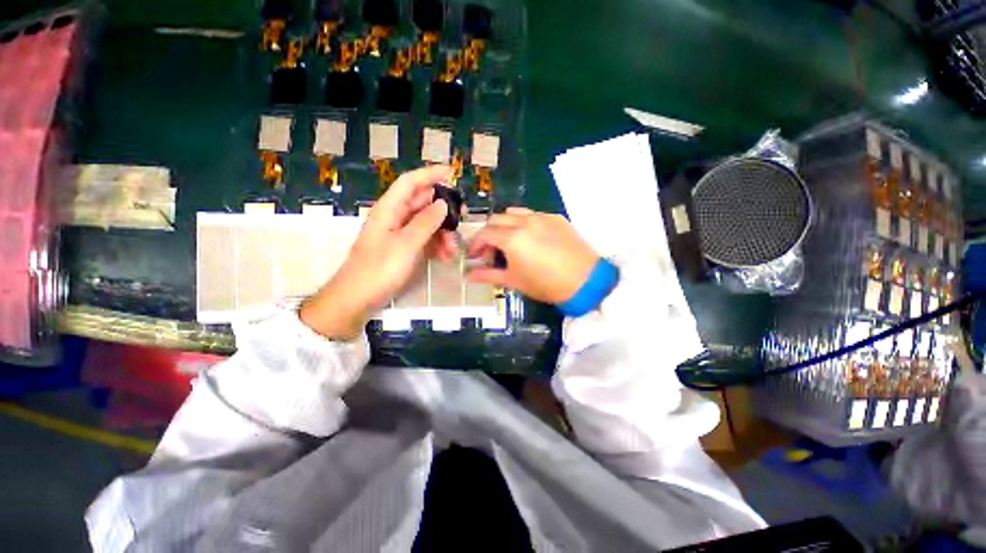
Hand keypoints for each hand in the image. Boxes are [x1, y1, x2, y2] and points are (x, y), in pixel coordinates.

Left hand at [301, 165, 458, 339]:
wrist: (358, 298)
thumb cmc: (380, 268)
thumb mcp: (406, 244)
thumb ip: (426, 222)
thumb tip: (442, 203)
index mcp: (389, 209)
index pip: (410, 183)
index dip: (430, 174)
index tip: (451, 172)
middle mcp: (395, 217)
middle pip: (422, 203)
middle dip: (443, 210)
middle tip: (463, 217)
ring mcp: (400, 234)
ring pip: (427, 224)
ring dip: (442, 233)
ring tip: (452, 250)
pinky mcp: (404, 249)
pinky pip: (425, 240)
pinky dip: (436, 246)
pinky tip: (445, 257)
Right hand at [466, 208, 599, 303]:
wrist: (586, 281)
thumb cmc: (546, 284)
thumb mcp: (514, 281)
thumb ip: (488, 275)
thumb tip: (468, 276)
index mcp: (512, 238)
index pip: (484, 234)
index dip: (475, 245)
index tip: (473, 257)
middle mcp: (524, 221)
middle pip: (496, 220)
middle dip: (488, 234)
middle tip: (491, 252)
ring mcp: (542, 217)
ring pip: (514, 213)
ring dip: (505, 225)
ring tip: (509, 242)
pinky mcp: (556, 218)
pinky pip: (533, 215)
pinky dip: (523, 223)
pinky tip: (531, 239)